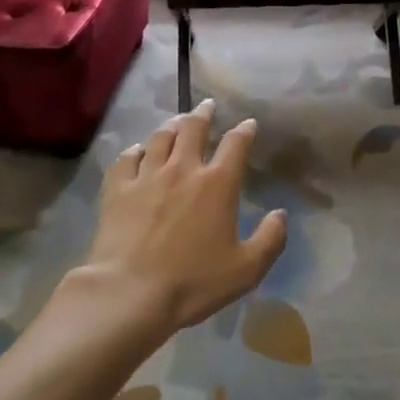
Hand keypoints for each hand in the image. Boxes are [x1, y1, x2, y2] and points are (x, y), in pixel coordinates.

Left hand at [74, 100, 286, 336]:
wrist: (130, 293)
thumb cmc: (193, 282)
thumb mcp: (246, 269)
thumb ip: (270, 239)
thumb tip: (281, 214)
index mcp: (218, 184)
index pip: (236, 144)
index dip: (245, 130)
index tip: (248, 124)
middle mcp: (183, 169)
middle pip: (194, 129)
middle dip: (204, 114)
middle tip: (207, 106)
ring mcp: (147, 176)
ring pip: (161, 138)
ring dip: (172, 125)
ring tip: (178, 121)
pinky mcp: (118, 189)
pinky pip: (127, 159)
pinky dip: (136, 150)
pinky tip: (138, 150)